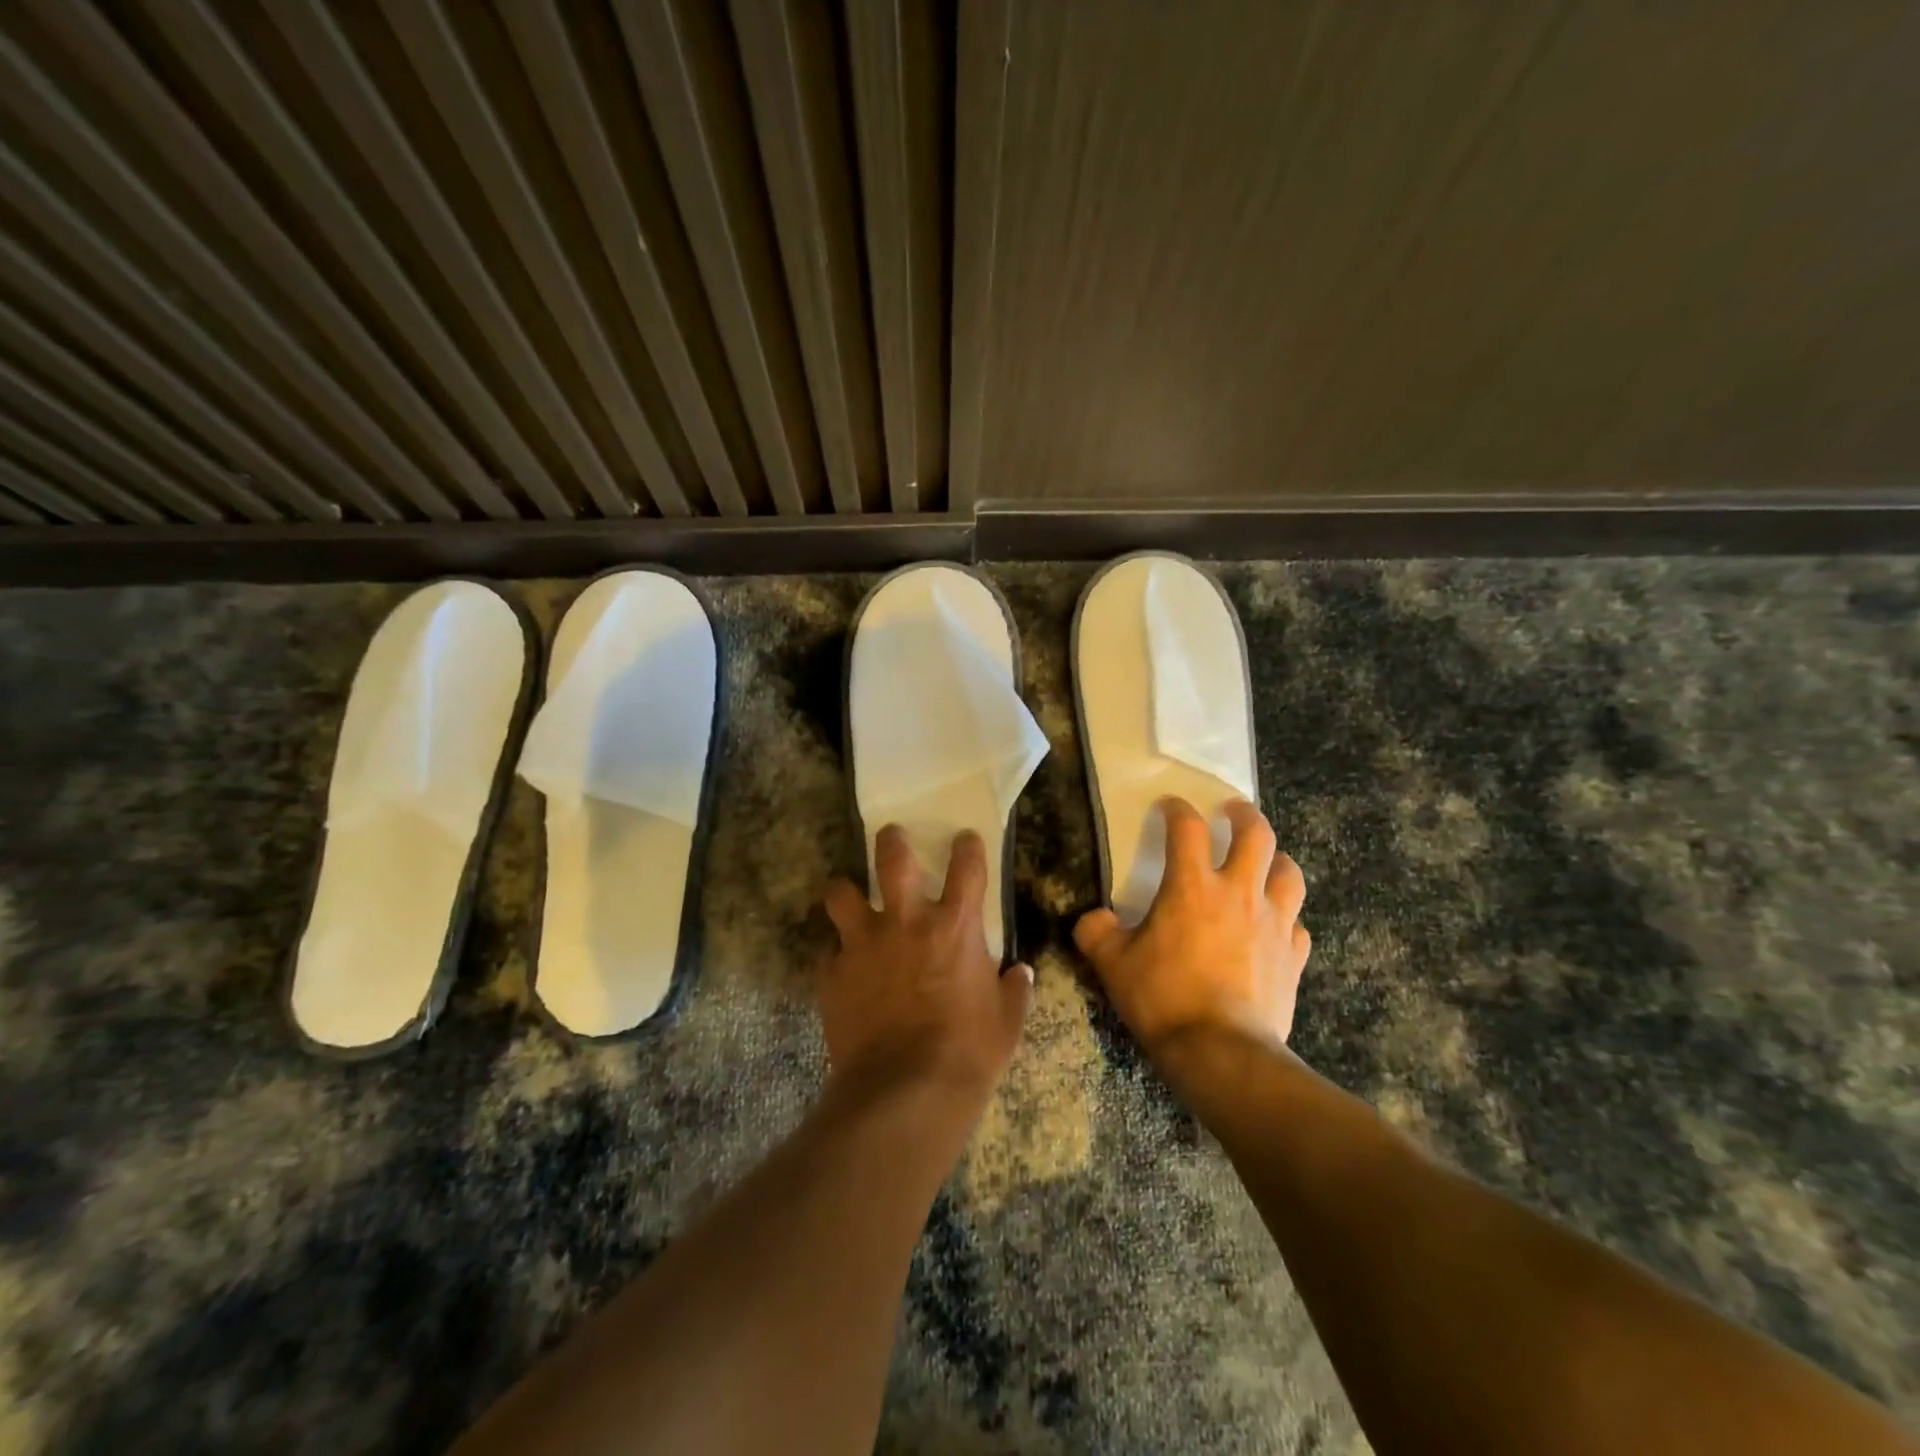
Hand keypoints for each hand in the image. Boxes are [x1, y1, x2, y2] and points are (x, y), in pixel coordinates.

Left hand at [819, 826, 1033, 1104]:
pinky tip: (840, 969)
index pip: (967, 867)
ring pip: (840, 894)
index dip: (967, 847)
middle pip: (892, 859)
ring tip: (846, 897)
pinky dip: (834, 956)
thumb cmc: (968, 1052)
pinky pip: (827, 952)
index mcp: (954, 926)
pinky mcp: (833, 974)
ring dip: (844, 892)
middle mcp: (906, 921)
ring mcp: (864, 944)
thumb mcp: (1006, 1022)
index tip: (965, 839)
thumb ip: (1014, 990)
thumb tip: (1020, 974)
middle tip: (891, 836)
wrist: (906, 1091)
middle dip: (891, 841)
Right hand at [1074, 798, 1308, 1060]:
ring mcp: (1274, 923)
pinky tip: (1274, 925)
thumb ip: (1097, 933)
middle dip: (1244, 815)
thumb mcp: (1113, 964)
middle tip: (1232, 812)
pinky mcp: (1294, 955)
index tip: (1169, 806)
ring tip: (1263, 862)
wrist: (1222, 1052)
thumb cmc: (1164, 998)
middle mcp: (1239, 893)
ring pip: (1289, 872)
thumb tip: (1092, 919)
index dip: (1177, 809)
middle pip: (1256, 834)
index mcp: (1192, 886)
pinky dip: (1286, 915)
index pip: (1187, 828)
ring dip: (1276, 859)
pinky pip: (1297, 923)